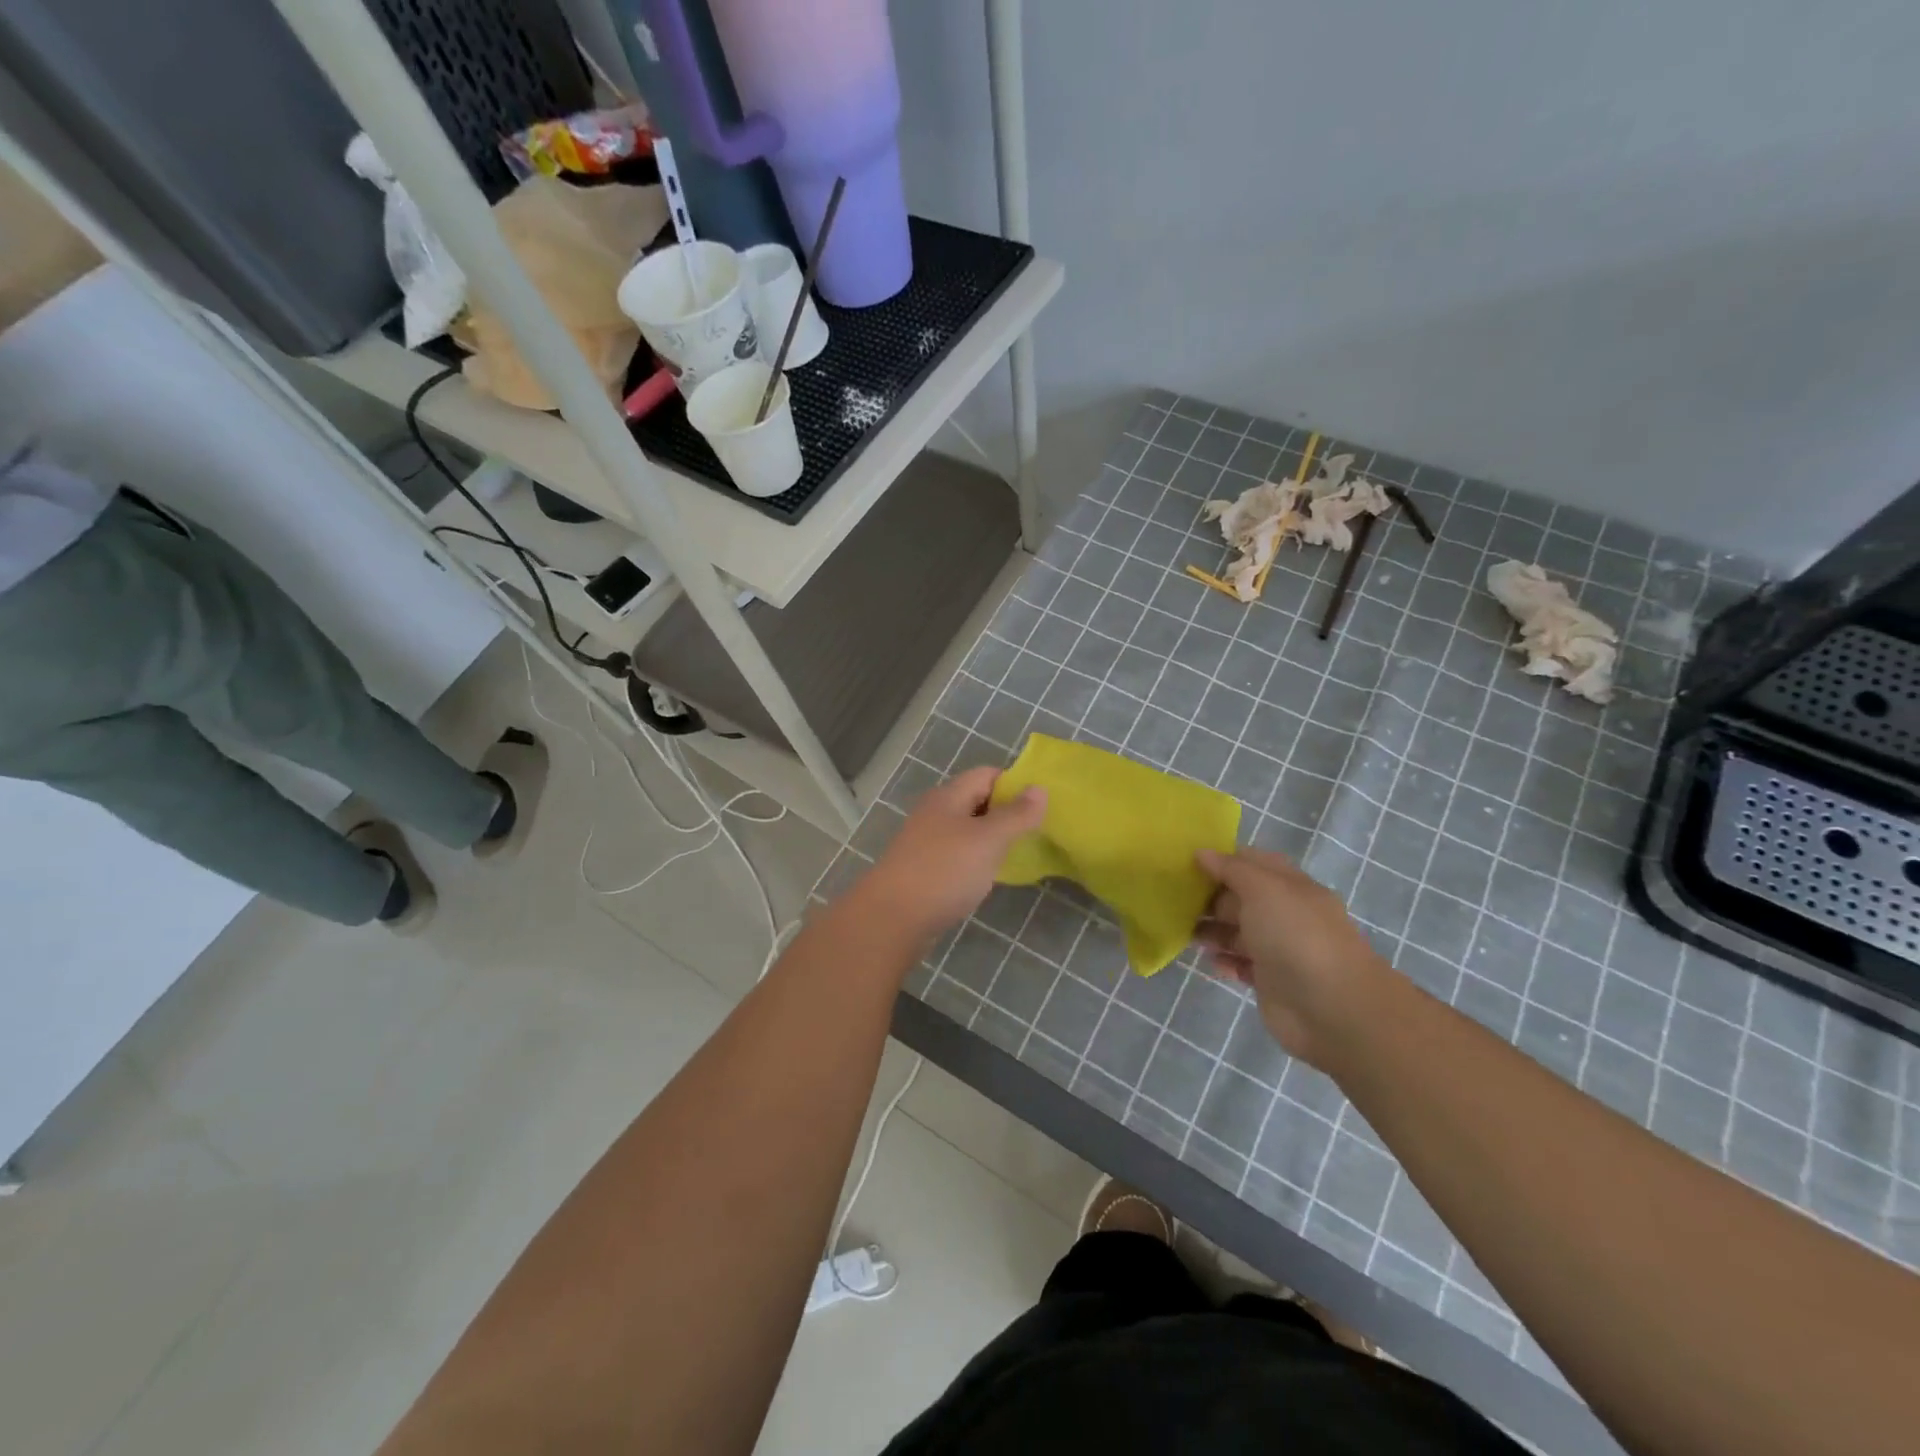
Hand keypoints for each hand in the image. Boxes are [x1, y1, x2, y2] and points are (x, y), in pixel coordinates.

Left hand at [858, 767, 1046, 939]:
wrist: (891, 918)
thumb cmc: (944, 871)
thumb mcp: (988, 840)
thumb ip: (1016, 815)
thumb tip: (1039, 788)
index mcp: (949, 796)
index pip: (987, 774)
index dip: (1015, 784)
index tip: (1041, 806)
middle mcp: (936, 813)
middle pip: (977, 801)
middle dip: (1007, 813)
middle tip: (1037, 831)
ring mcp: (927, 842)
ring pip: (967, 830)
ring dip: (992, 839)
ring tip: (1020, 854)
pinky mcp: (924, 869)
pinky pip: (957, 855)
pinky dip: (976, 861)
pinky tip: (989, 877)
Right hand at [1194, 848, 1393, 1065]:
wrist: (1332, 1009)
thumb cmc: (1296, 937)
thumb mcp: (1263, 889)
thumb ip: (1231, 869)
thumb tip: (1202, 853)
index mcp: (1290, 886)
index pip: (1253, 863)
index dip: (1222, 859)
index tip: (1187, 861)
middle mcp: (1286, 914)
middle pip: (1241, 898)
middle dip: (1210, 897)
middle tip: (1174, 899)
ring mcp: (1279, 949)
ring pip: (1238, 932)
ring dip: (1212, 930)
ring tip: (1184, 932)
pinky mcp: (1271, 982)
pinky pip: (1241, 965)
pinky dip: (1224, 961)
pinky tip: (1211, 961)